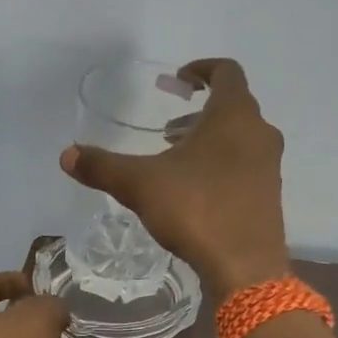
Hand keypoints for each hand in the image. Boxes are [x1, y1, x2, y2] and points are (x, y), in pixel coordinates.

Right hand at [61, 58, 288, 296]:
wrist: (245, 267)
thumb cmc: (197, 211)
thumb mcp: (141, 185)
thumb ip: (103, 166)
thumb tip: (67, 154)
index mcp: (234, 116)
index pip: (226, 71)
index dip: (201, 69)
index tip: (177, 81)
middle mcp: (260, 133)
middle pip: (233, 106)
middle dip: (199, 111)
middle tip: (168, 127)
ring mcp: (269, 166)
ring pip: (240, 138)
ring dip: (209, 139)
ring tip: (176, 158)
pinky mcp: (270, 195)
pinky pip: (245, 165)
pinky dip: (221, 163)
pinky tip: (195, 190)